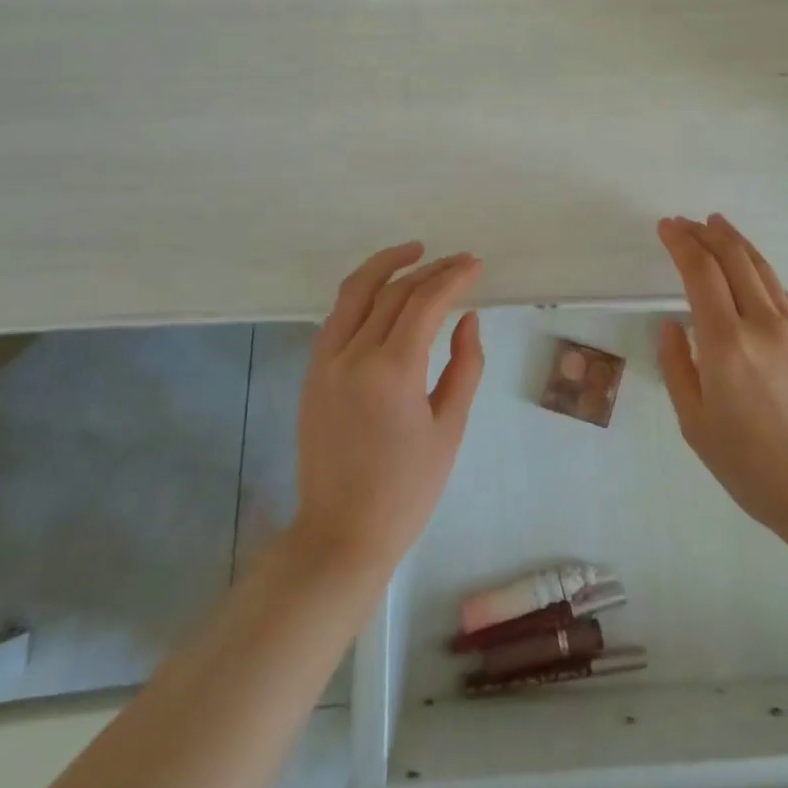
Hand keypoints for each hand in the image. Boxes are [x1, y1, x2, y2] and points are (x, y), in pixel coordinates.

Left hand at [293, 243, 484, 574]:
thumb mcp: (449, 427)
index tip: (476, 264)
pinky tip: (384, 292)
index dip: (453, 277)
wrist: (341, 534)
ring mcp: (325, 362)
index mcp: (391, 372)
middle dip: (429, 270)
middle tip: (458, 261)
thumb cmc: (407, 490)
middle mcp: (352, 356)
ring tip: (415, 252)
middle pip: (392, 291)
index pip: (424, 303)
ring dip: (386, 266)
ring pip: (354, 293)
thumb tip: (467, 317)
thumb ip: (465, 365)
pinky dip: (362, 293)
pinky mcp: (312, 373)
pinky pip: (337, 316)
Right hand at [656, 215, 787, 541]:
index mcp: (725, 345)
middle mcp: (761, 324)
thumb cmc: (754, 468)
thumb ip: (677, 367)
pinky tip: (749, 268)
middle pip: (732, 259)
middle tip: (684, 221)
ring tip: (716, 224)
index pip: (700, 273)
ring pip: (761, 268)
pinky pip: (780, 290)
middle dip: (705, 233)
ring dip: (735, 241)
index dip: (681, 243)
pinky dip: (757, 267)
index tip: (666, 227)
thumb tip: (670, 325)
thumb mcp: (696, 426)